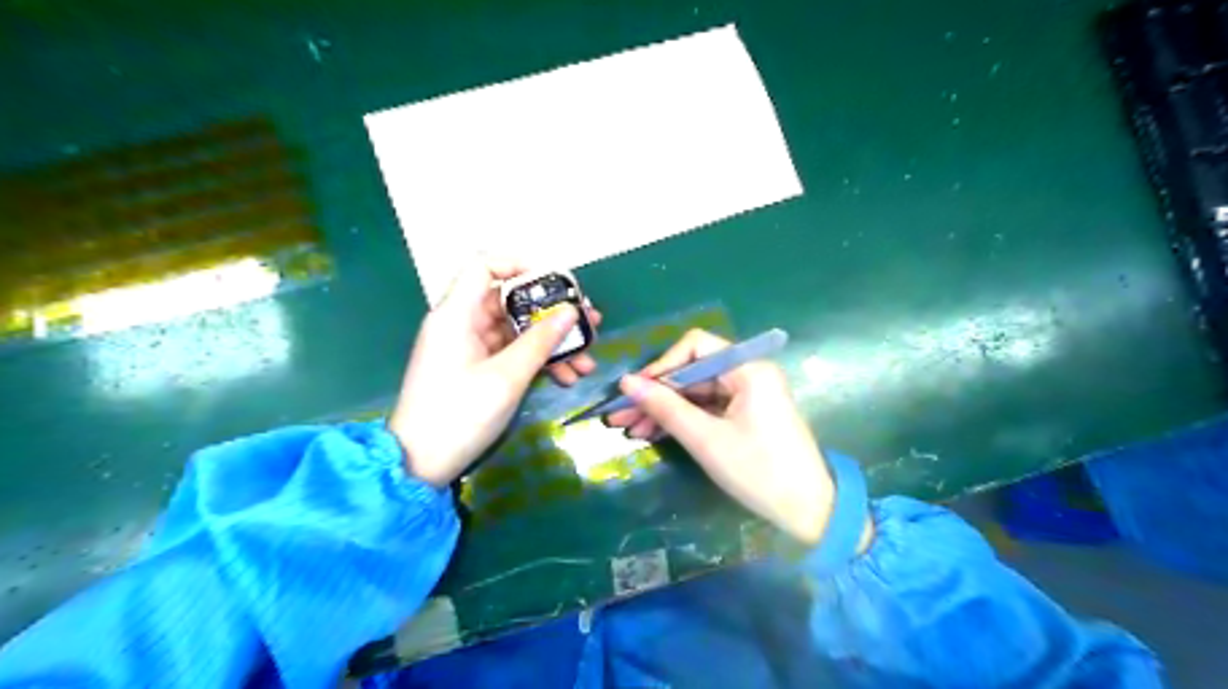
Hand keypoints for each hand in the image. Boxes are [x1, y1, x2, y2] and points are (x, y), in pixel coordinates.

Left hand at [390, 255, 602, 486]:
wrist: (421, 464)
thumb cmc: (459, 414)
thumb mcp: (507, 377)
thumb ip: (541, 341)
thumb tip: (572, 311)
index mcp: (457, 314)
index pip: (485, 266)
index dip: (520, 265)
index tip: (556, 284)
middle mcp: (462, 323)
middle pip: (510, 302)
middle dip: (552, 314)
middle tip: (589, 324)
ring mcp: (469, 348)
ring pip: (516, 332)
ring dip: (551, 344)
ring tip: (587, 360)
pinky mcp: (476, 369)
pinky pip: (511, 354)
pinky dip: (536, 361)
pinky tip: (567, 377)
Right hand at [610, 328, 840, 542]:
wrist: (810, 511)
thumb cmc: (759, 470)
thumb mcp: (706, 439)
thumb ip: (665, 407)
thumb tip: (626, 382)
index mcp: (748, 368)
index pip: (695, 347)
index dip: (661, 366)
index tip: (635, 392)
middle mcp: (748, 373)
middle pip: (692, 372)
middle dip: (656, 394)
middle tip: (620, 415)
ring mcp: (747, 395)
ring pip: (695, 392)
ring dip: (664, 410)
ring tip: (629, 430)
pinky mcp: (745, 415)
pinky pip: (706, 408)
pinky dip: (682, 420)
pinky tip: (653, 433)